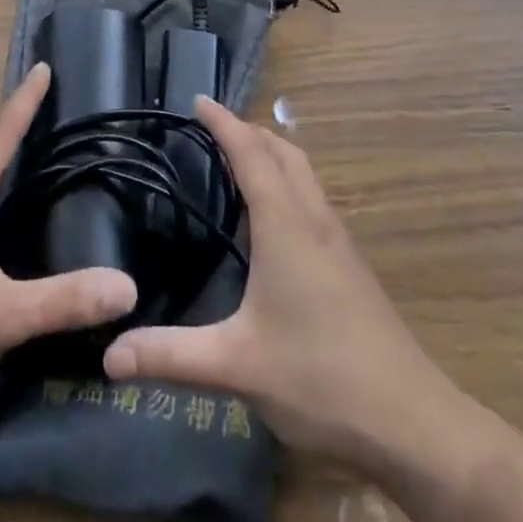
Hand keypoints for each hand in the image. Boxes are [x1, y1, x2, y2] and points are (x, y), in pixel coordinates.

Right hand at [102, 97, 445, 466]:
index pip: (250, 153)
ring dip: (272, 153)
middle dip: (248, 130)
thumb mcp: (237, 365)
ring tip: (239, 160)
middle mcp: (313, 219)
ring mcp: (338, 241)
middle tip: (212, 129)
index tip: (198, 100)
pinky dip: (287, 182)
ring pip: (303, 173)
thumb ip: (171, 356)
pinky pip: (313, 199)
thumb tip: (110, 355)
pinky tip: (274, 219)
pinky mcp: (350, 264)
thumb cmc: (321, 377)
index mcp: (285, 224)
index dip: (223, 123)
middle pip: (283, 151)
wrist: (412, 420)